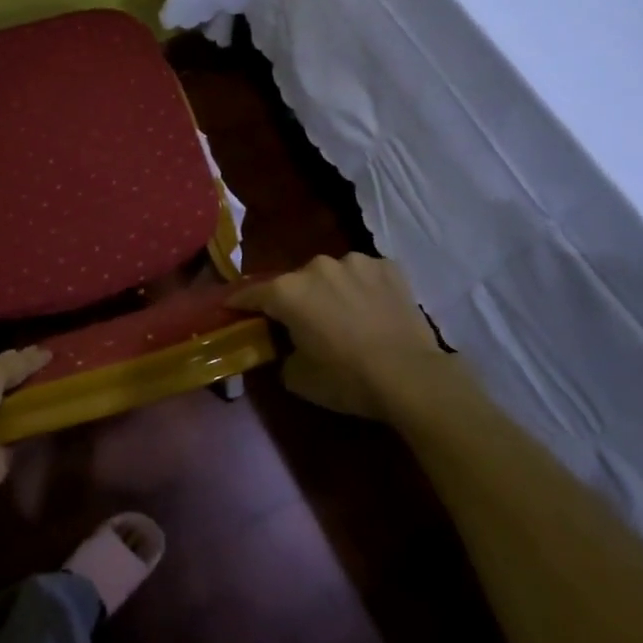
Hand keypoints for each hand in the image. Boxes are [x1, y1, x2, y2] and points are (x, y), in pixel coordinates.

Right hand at [233, 254, 442, 422]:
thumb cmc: (347, 379)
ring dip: (330, 291)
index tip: (232, 307)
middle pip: (295, 282)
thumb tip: (286, 347)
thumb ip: (282, 354)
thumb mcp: (298, 378)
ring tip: (344, 315)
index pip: (252, 293)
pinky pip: (364, 275)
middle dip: (294, 299)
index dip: (239, 302)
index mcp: (288, 292)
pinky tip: (373, 310)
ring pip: (331, 275)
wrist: (411, 377)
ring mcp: (355, 262)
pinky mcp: (388, 267)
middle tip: (302, 323)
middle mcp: (317, 266)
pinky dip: (362, 288)